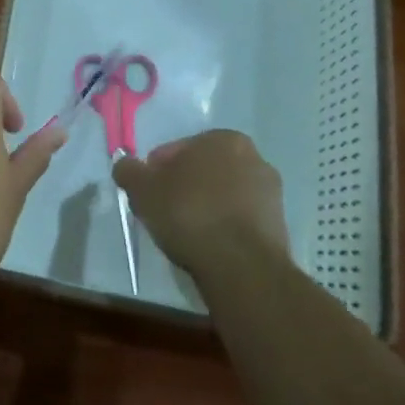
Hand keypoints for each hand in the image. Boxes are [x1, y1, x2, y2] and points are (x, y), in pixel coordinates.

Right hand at [113, 130, 288, 273]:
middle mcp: (253, 157)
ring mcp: (270, 193)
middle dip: (185, 186)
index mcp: (223, 138)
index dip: (157, 171)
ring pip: (224, 194)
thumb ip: (129, 171)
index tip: (148, 193)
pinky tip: (209, 245)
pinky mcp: (279, 225)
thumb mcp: (143, 189)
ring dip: (206, 207)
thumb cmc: (190, 214)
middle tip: (165, 211)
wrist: (241, 266)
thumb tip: (125, 164)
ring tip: (186, 233)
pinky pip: (240, 219)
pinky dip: (224, 227)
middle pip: (204, 170)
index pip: (178, 149)